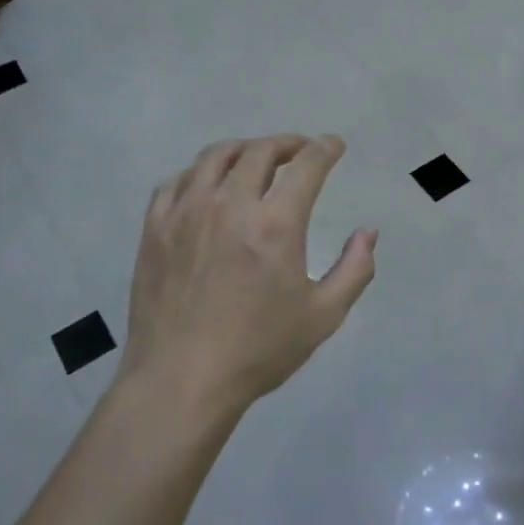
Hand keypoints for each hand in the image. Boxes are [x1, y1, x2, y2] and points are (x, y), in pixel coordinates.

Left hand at [119, 135, 376, 418]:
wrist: (182, 380)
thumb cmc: (259, 350)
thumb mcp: (324, 315)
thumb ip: (355, 269)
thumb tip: (368, 233)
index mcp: (276, 224)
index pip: (307, 166)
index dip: (325, 148)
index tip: (334, 145)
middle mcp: (230, 205)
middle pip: (260, 152)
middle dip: (287, 144)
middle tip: (300, 151)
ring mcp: (186, 213)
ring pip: (215, 157)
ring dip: (243, 150)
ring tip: (255, 159)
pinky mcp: (155, 228)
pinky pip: (176, 181)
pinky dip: (199, 173)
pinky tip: (207, 185)